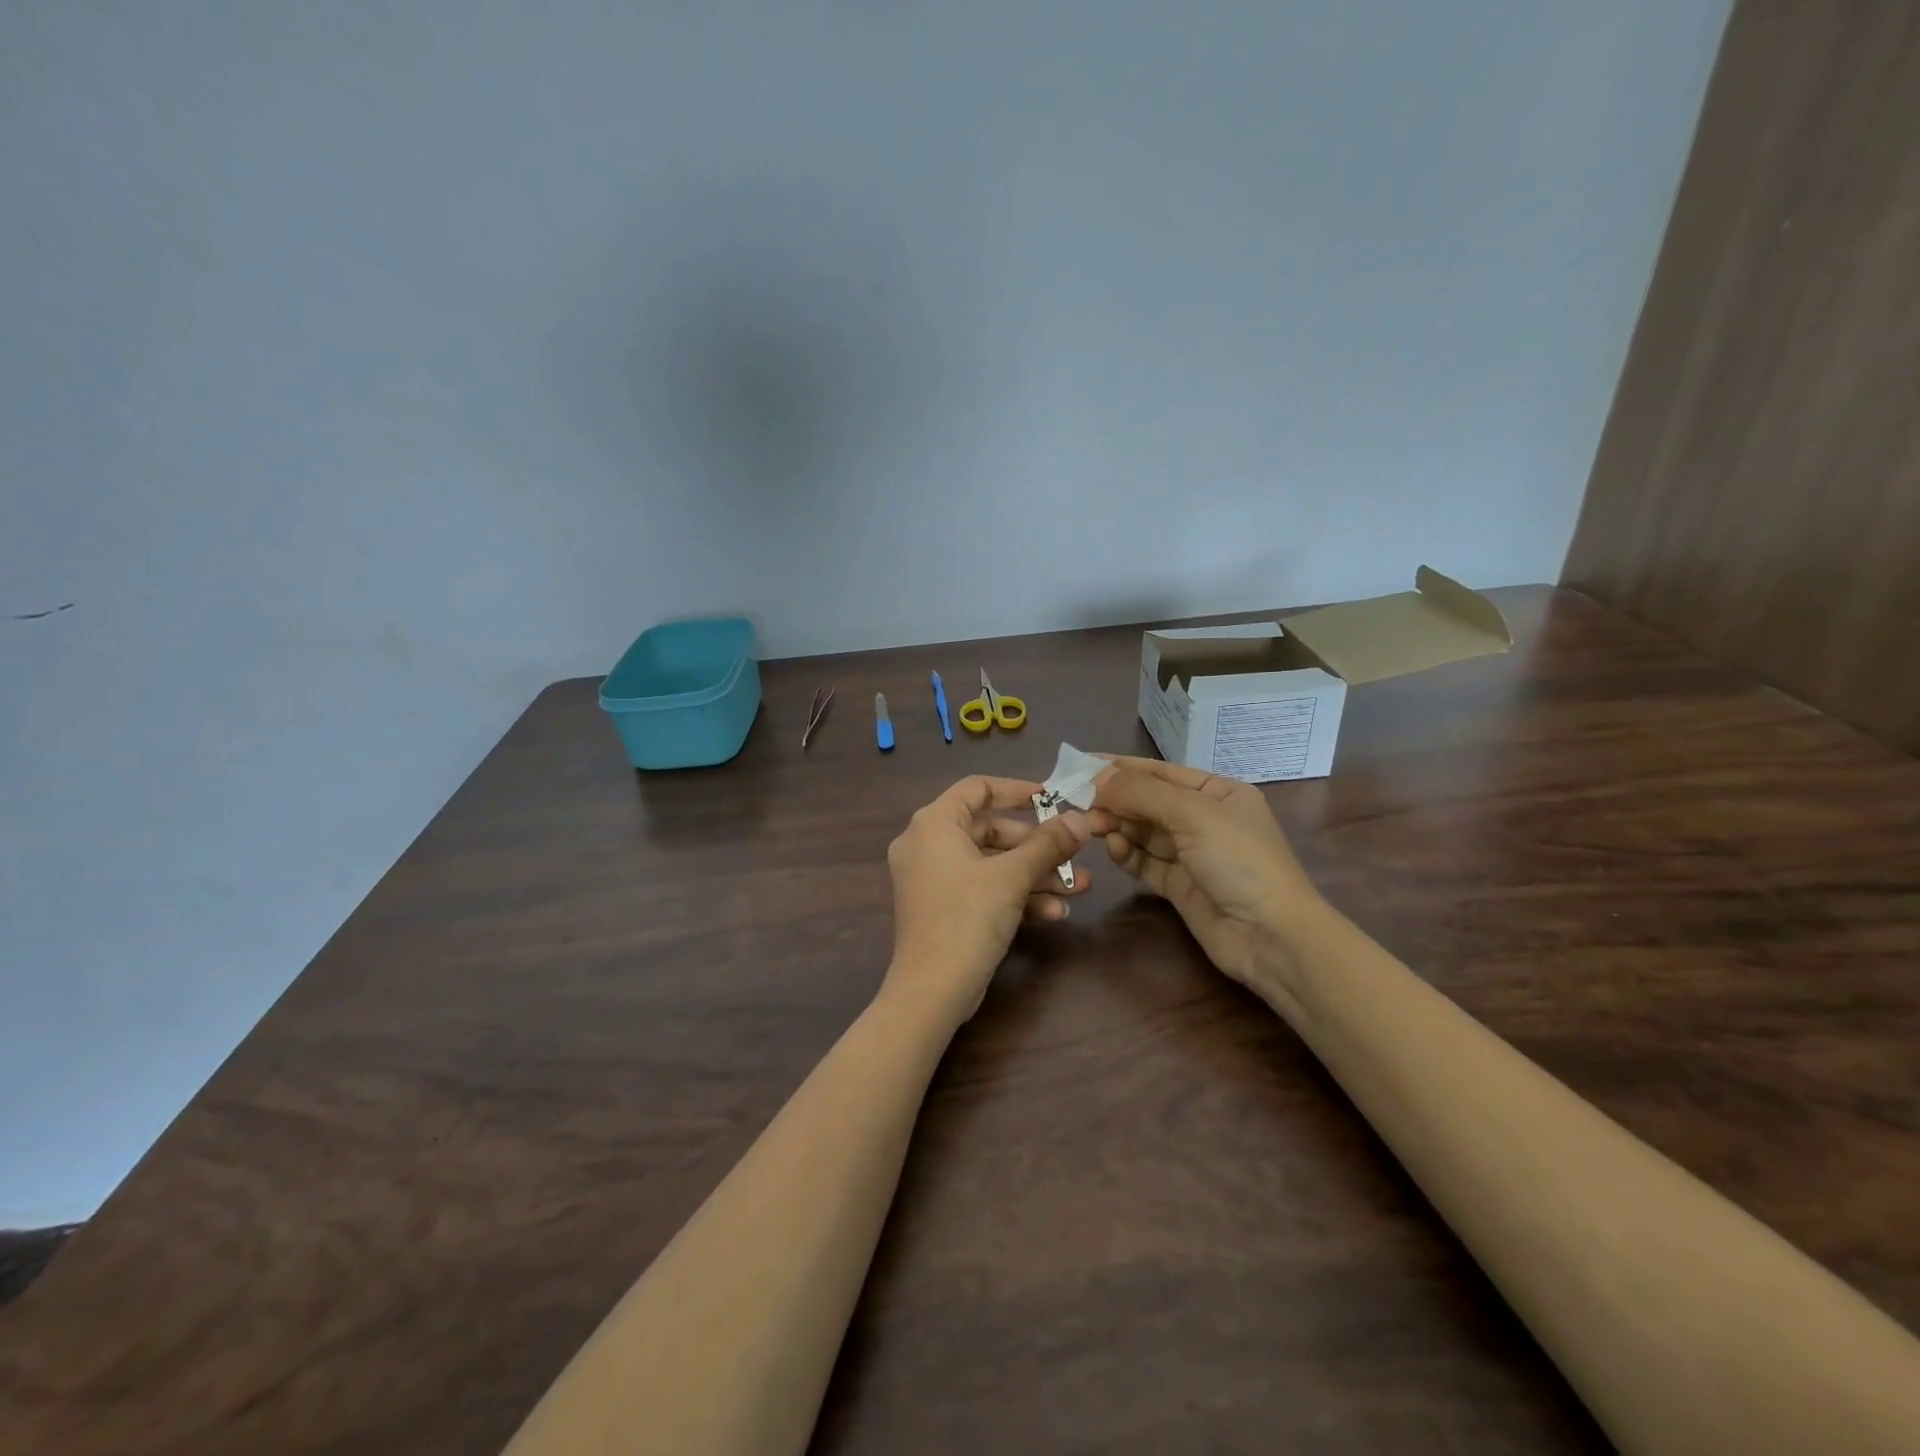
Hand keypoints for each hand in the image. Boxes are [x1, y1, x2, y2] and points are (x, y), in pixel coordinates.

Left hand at [882, 775, 1090, 1025]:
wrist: (933, 990)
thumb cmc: (968, 917)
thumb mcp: (1013, 876)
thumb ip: (1048, 843)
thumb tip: (1081, 819)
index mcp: (933, 824)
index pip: (978, 788)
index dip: (1017, 790)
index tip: (1053, 798)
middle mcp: (927, 844)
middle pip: (990, 830)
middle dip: (1037, 846)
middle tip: (1073, 854)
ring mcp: (932, 878)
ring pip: (991, 864)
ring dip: (1035, 875)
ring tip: (1078, 887)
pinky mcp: (941, 907)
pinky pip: (981, 888)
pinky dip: (1014, 895)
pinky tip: (1054, 913)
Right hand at [1087, 756, 1320, 986]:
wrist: (1271, 937)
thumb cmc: (1239, 861)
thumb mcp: (1193, 814)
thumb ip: (1142, 793)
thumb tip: (1097, 777)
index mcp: (1218, 792)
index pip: (1160, 772)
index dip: (1121, 767)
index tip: (1080, 763)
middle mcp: (1204, 819)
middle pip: (1148, 801)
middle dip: (1115, 799)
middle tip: (1078, 801)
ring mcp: (1191, 854)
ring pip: (1143, 831)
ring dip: (1117, 825)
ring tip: (1091, 825)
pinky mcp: (1179, 885)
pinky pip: (1145, 861)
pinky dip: (1127, 853)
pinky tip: (1113, 848)